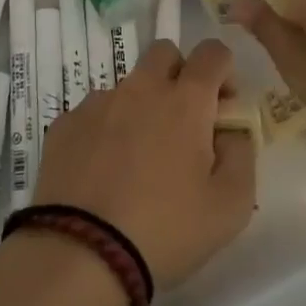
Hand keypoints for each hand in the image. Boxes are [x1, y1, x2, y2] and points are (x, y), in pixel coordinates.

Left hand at [31, 38, 255, 288]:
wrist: (81, 253)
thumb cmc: (166, 230)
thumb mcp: (230, 206)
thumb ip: (241, 155)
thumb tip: (230, 131)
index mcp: (185, 101)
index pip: (212, 52)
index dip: (224, 71)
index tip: (224, 106)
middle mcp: (140, 89)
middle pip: (164, 53)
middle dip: (180, 74)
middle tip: (183, 122)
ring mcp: (97, 103)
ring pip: (128, 85)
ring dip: (141, 106)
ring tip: (138, 159)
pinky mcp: (64, 124)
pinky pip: (94, 112)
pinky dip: (106, 129)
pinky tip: (103, 172)